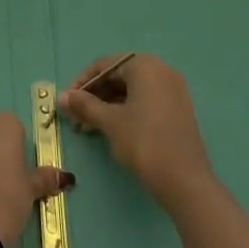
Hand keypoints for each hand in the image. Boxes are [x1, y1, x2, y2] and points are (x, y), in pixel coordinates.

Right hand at [59, 54, 212, 207]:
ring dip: (107, 105)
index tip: (67, 102)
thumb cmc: (144, 142)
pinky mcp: (178, 110)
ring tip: (89, 127)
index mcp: (145, 65)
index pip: (104, 65)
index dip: (82, 82)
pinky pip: (145, 101)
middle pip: (118, 76)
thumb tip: (62, 97)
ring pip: (131, 91)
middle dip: (94, 96)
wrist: (186, 182)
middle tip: (76, 117)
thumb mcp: (110, 122)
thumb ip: (84, 105)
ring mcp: (173, 91)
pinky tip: (111, 129)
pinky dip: (125, 111)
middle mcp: (161, 71)